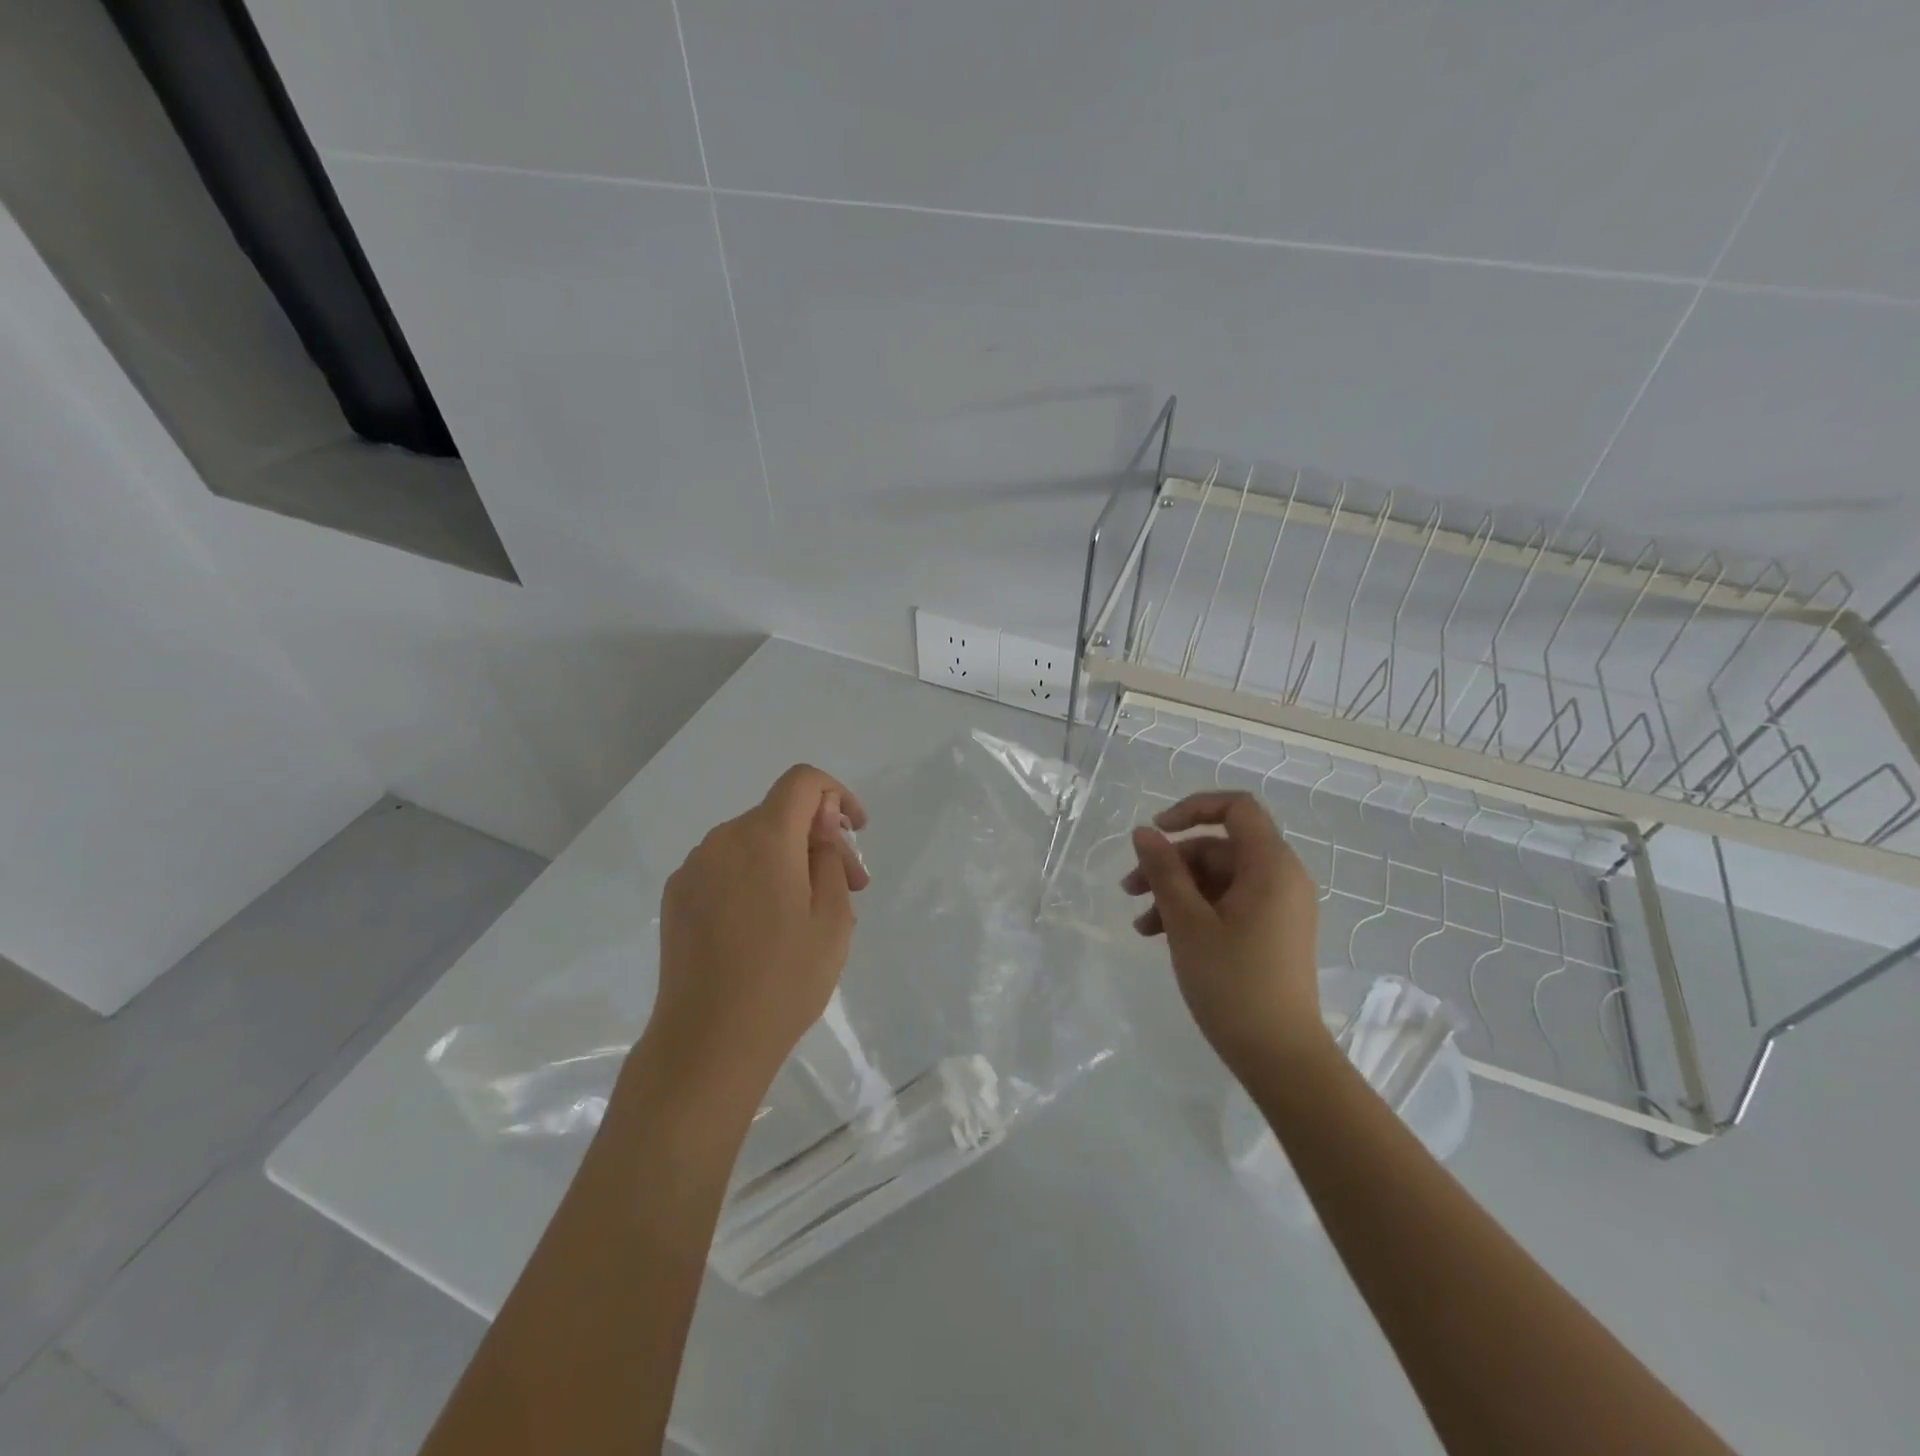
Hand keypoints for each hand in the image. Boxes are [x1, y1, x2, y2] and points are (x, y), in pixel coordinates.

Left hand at [643, 764, 869, 1110]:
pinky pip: (727, 868)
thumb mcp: (832, 917)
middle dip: (821, 839)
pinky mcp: (677, 897)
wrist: (707, 1043)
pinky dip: (757, 878)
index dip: (837, 793)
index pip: (803, 782)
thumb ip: (830, 854)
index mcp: (764, 838)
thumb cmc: (784, 981)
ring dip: (790, 861)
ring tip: (812, 915)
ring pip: (754, 843)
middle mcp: (722, 840)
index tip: (856, 831)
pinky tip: (769, 927)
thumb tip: (821, 818)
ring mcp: (693, 869)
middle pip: (781, 815)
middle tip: (852, 888)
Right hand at [1122, 790, 1325, 1080]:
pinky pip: (1228, 903)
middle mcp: (1281, 878)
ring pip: (1218, 878)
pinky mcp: (1271, 931)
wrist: (1280, 1056)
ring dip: (1176, 891)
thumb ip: (1164, 871)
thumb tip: (1144, 833)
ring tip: (1140, 924)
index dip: (1192, 809)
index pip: (1236, 808)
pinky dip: (1195, 911)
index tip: (1156, 831)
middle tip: (1129, 889)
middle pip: (1219, 847)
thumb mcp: (1187, 922)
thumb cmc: (1233, 983)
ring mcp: (1278, 906)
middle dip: (1171, 862)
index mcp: (1271, 866)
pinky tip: (1159, 935)